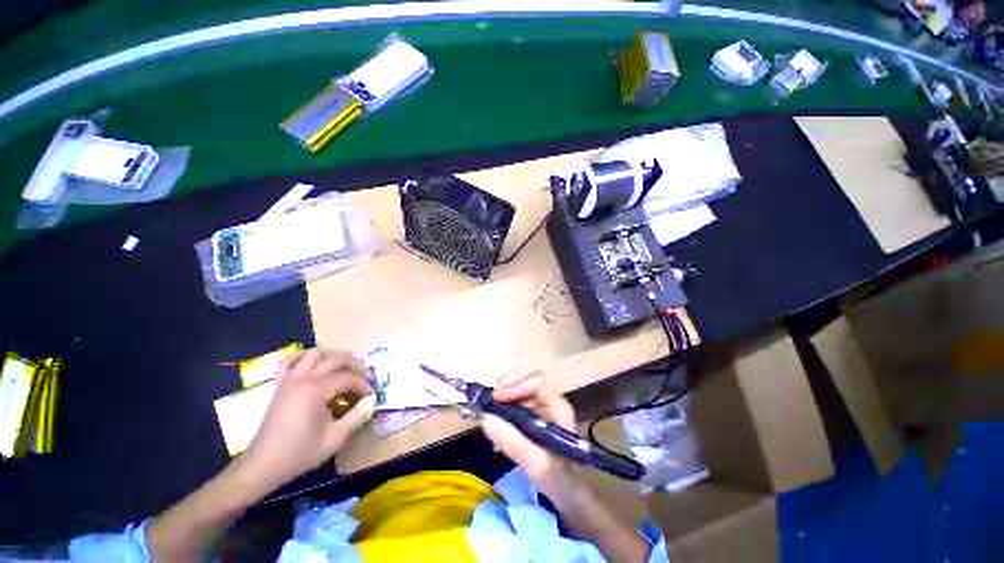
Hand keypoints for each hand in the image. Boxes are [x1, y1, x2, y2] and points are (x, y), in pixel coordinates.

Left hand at [239, 349, 374, 491]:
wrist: (263, 465)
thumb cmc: (300, 453)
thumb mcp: (335, 438)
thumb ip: (357, 416)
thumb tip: (370, 401)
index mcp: (316, 390)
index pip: (348, 378)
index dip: (363, 385)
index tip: (371, 396)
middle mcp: (303, 379)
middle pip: (336, 359)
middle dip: (355, 366)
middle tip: (363, 380)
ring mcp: (289, 380)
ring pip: (315, 354)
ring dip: (332, 358)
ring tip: (342, 371)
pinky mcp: (280, 385)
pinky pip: (290, 361)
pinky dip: (303, 357)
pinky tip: (313, 365)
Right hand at [481, 374, 583, 500]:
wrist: (573, 496)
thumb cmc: (561, 480)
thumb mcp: (536, 464)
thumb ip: (512, 442)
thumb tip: (485, 418)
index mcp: (558, 408)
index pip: (537, 383)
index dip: (516, 387)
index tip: (495, 401)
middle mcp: (551, 403)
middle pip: (525, 388)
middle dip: (505, 401)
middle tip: (489, 419)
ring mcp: (544, 411)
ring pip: (519, 400)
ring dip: (504, 413)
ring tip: (494, 435)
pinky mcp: (537, 420)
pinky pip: (518, 412)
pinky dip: (506, 422)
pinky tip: (501, 441)